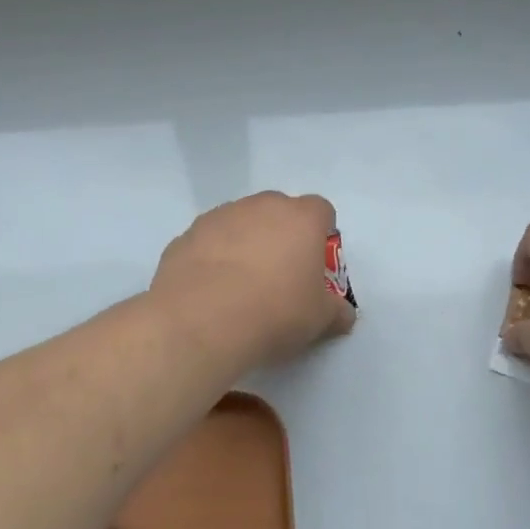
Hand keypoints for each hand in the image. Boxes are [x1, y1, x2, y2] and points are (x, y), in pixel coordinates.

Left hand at [152, 192, 355, 369]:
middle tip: (280, 276)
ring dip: (245, 243)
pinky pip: (209, 241)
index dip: (321, 234)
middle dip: (282, 236)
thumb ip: (336, 311)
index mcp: (301, 219)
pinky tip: (211, 292)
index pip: (321, 210)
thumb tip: (343, 314)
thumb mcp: (319, 320)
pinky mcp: (186, 235)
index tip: (315, 264)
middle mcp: (261, 207)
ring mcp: (220, 217)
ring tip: (240, 286)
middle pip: (279, 211)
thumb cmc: (275, 312)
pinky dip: (213, 258)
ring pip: (241, 222)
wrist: (201, 321)